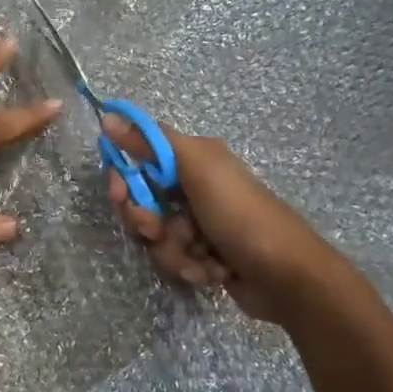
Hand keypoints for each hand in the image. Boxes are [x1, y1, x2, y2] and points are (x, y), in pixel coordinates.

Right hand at [103, 117, 345, 322]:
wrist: (285, 276)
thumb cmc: (240, 214)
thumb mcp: (197, 167)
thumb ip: (150, 143)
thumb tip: (107, 116)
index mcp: (195, 160)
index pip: (141, 160)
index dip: (124, 178)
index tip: (118, 192)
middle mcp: (195, 189)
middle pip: (143, 204)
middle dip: (148, 223)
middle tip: (161, 231)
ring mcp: (200, 226)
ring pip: (157, 238)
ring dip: (174, 252)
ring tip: (202, 258)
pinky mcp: (205, 258)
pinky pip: (176, 261)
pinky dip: (191, 269)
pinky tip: (215, 272)